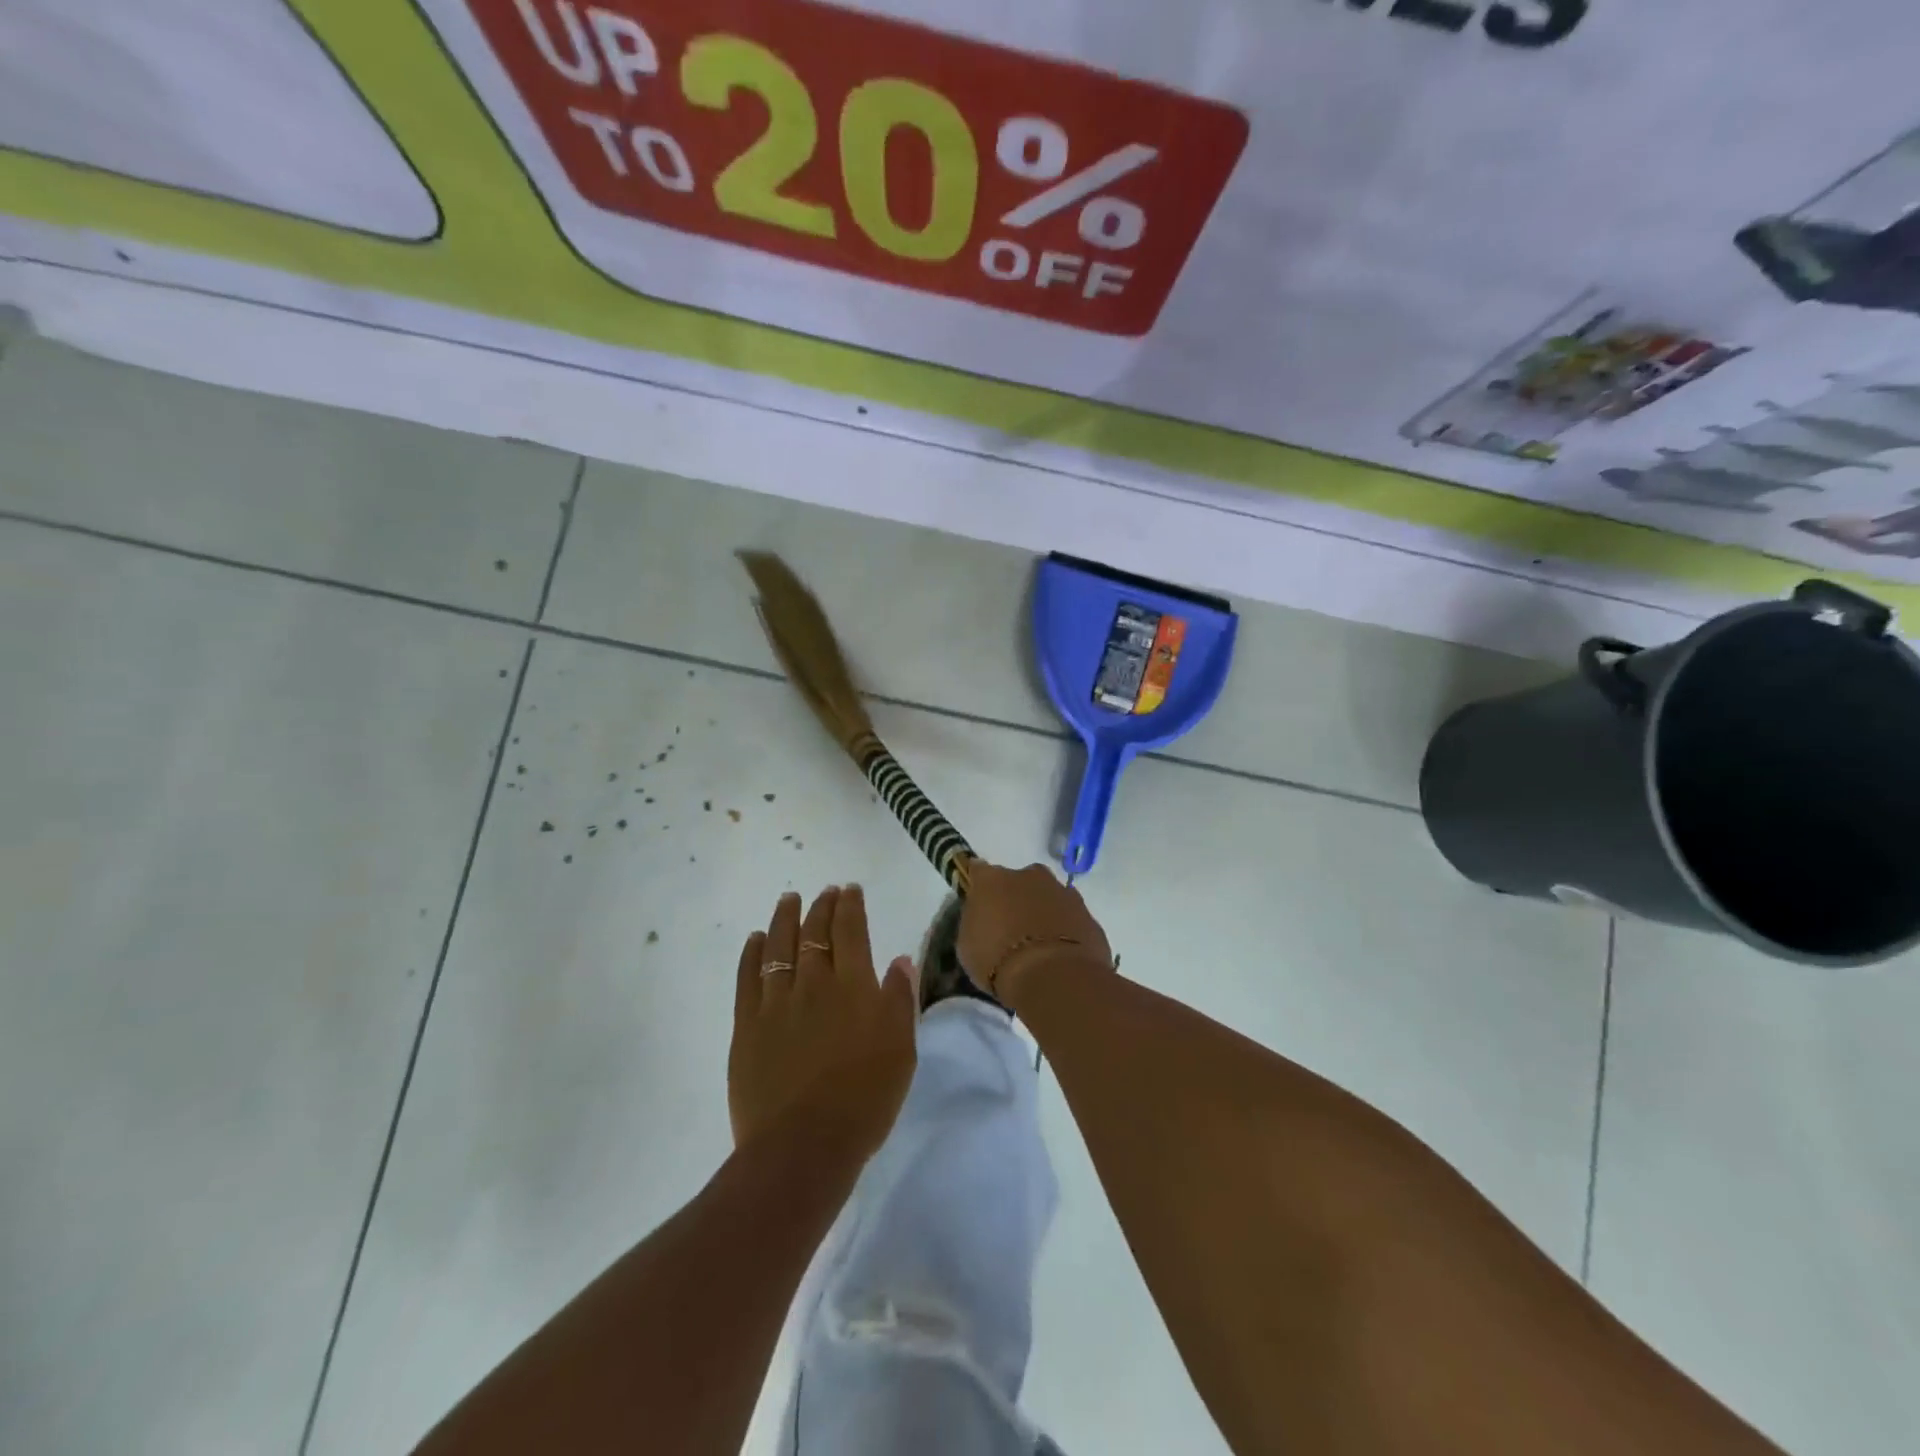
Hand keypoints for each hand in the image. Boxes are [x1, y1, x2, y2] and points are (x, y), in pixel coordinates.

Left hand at [727, 885, 917, 1159]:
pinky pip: (747, 978)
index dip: (850, 906)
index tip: (850, 890)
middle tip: (825, 892)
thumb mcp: (900, 1050)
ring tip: (788, 899)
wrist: (804, 1146)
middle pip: (815, 933)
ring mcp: (776, 1003)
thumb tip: (900, 959)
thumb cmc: (864, 1101)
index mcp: (854, 987)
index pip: (851, 931)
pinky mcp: (747, 1026)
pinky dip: (752, 954)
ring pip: (779, 947)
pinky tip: (755, 939)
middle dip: (822, 906)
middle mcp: (814, 984)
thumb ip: (899, 1000)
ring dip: (785, 919)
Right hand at [958, 862, 1113, 1003]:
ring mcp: (1063, 892)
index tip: (979, 904)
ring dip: (1044, 912)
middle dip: (1016, 898)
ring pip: (1049, 897)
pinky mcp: (1088, 914)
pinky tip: (1060, 954)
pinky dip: (1065, 930)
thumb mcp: (968, 946)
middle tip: (1011, 927)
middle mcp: (1029, 875)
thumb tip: (983, 916)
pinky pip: (1070, 919)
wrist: (1055, 976)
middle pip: (1019, 881)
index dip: (979, 887)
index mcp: (993, 879)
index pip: (978, 872)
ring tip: (1038, 944)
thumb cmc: (999, 961)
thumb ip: (976, 922)